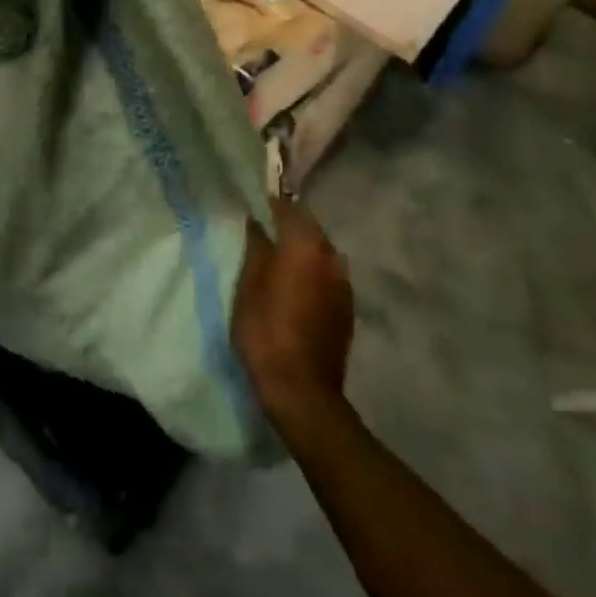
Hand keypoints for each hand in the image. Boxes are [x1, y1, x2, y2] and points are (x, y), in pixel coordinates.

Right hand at [233, 194, 353, 426]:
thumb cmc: (266, 332)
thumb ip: (255, 249)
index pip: (288, 210)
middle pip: (310, 229)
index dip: (271, 204)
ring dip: (304, 249)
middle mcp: (330, 257)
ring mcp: (343, 284)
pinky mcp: (348, 308)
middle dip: (290, 226)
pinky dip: (314, 272)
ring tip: (281, 259)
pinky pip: (329, 275)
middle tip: (266, 231)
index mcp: (304, 246)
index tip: (255, 205)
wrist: (302, 391)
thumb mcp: (248, 287)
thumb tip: (256, 222)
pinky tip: (298, 286)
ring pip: (322, 252)